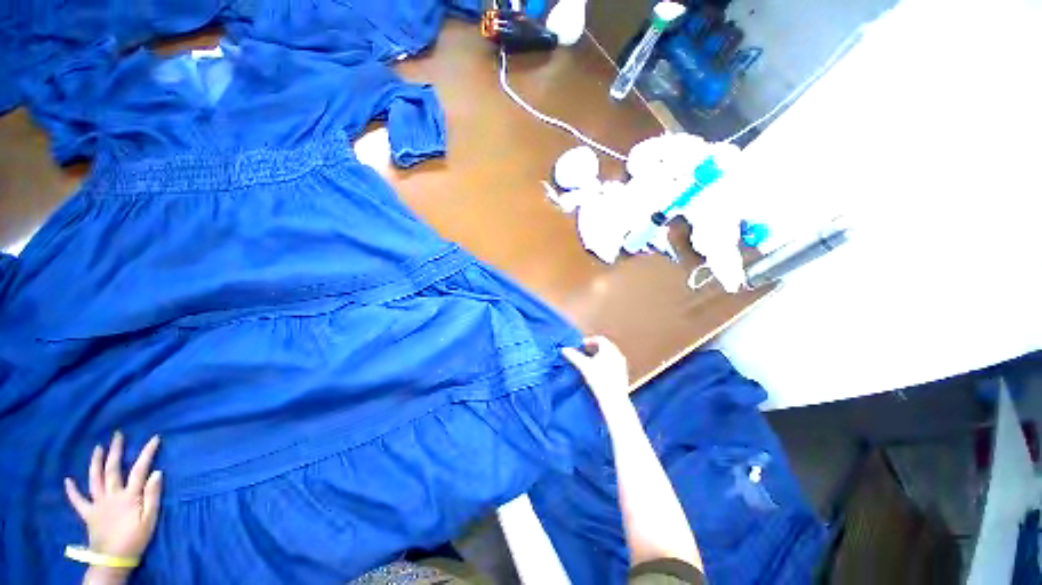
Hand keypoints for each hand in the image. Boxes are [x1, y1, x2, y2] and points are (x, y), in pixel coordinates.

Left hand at [64, 432, 162, 562]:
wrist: (113, 559)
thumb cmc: (136, 539)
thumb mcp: (150, 520)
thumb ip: (152, 496)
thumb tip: (157, 472)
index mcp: (129, 496)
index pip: (140, 469)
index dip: (147, 453)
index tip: (154, 438)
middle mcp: (111, 495)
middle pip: (112, 469)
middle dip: (115, 451)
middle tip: (117, 435)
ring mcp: (97, 503)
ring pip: (94, 479)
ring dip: (95, 462)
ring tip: (97, 448)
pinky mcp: (88, 513)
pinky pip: (77, 500)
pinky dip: (72, 490)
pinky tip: (68, 480)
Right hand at [562, 336, 629, 409]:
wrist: (614, 399)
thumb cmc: (599, 379)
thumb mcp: (584, 366)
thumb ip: (573, 356)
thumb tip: (564, 349)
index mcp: (609, 349)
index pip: (599, 339)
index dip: (589, 340)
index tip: (581, 345)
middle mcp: (617, 354)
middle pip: (605, 346)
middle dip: (594, 347)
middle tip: (585, 352)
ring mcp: (622, 364)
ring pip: (610, 354)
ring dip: (600, 355)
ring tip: (591, 361)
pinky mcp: (623, 373)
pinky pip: (614, 363)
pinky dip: (606, 363)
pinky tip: (599, 371)